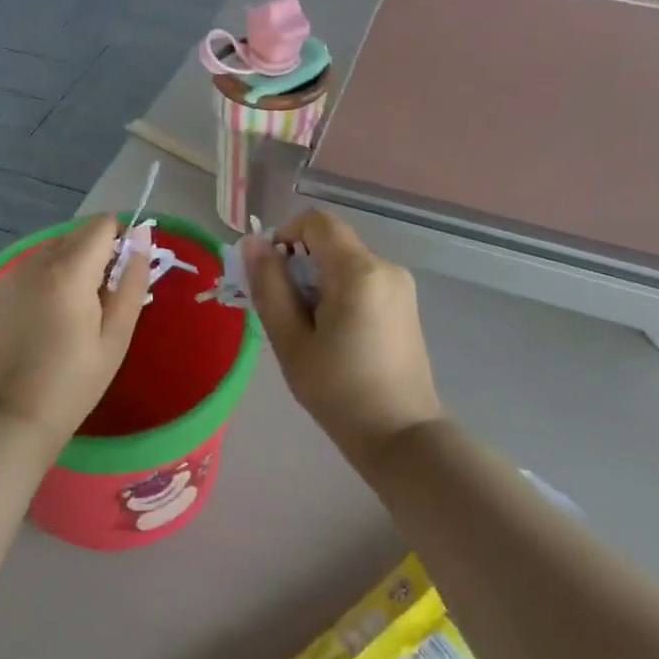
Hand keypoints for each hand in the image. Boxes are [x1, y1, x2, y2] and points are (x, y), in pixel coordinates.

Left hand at [0, 214, 150, 441]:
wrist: (9, 417)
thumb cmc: (73, 382)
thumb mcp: (116, 336)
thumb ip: (132, 281)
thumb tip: (142, 236)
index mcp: (68, 269)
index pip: (102, 224)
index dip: (121, 241)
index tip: (123, 277)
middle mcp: (35, 260)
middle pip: (77, 234)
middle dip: (97, 255)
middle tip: (102, 304)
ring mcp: (11, 274)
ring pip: (54, 249)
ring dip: (72, 266)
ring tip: (75, 315)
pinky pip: (33, 267)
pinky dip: (48, 279)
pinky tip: (48, 320)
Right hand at [245, 210, 443, 462]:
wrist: (401, 436)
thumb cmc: (338, 391)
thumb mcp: (291, 339)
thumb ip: (269, 285)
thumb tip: (253, 243)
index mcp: (359, 270)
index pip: (316, 222)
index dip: (285, 236)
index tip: (271, 277)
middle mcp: (386, 267)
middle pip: (330, 243)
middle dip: (299, 267)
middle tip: (284, 314)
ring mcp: (400, 286)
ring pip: (344, 263)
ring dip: (317, 284)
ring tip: (309, 332)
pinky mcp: (405, 304)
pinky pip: (361, 281)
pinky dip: (338, 295)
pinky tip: (334, 337)